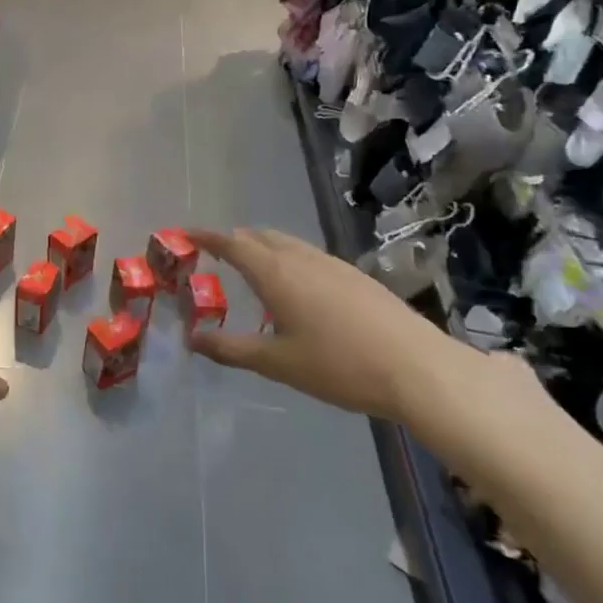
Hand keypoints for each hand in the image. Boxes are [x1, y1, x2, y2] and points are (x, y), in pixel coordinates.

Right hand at [185, 227, 474, 421]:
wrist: (417, 368)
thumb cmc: (338, 365)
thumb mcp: (277, 362)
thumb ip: (231, 349)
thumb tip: (192, 340)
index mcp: (276, 273)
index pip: (232, 243)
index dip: (206, 237)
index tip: (185, 234)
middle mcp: (302, 258)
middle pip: (260, 237)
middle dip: (235, 241)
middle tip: (216, 257)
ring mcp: (333, 264)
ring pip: (288, 244)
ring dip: (263, 249)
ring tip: (252, 271)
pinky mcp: (356, 277)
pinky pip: (310, 256)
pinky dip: (289, 260)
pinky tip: (296, 290)